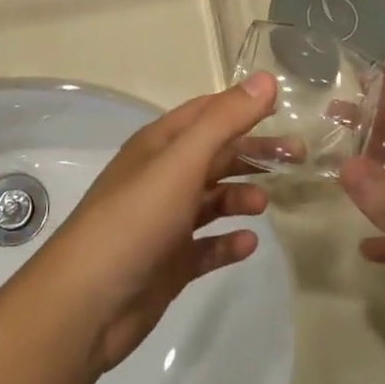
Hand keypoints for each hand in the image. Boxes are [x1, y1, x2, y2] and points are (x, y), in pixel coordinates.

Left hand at [29, 74, 278, 374]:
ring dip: (240, 197)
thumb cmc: (134, 220)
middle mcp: (161, 178)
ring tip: (265, 205)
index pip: (206, 113)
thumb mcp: (181, 162)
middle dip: (253, 154)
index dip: (243, 107)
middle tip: (298, 159)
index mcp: (159, 146)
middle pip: (215, 156)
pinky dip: (228, 242)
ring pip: (212, 200)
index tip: (285, 110)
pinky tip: (248, 244)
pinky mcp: (169, 263)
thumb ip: (225, 121)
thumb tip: (267, 79)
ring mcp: (164, 222)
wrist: (86, 304)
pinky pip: (207, 246)